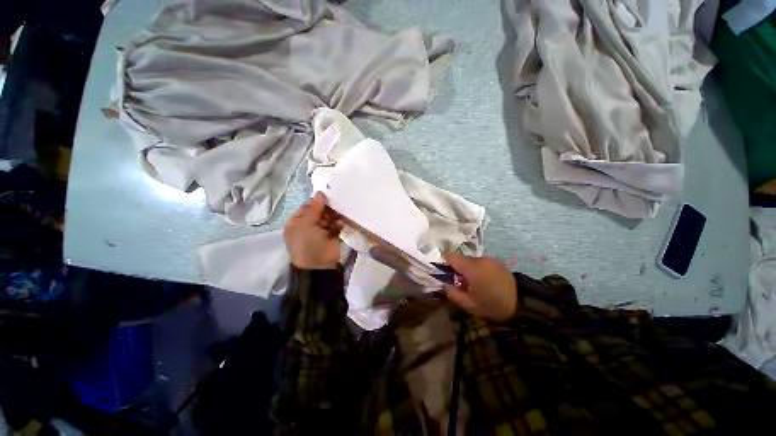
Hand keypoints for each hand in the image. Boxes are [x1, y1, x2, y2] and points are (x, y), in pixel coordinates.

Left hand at [284, 192, 342, 269]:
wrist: (319, 265)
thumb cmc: (307, 243)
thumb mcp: (306, 224)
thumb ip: (314, 208)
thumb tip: (320, 192)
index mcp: (297, 222)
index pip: (307, 207)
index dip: (316, 202)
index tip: (326, 197)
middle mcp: (308, 225)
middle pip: (319, 211)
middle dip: (326, 209)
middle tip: (334, 205)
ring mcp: (321, 231)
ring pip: (329, 217)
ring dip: (333, 216)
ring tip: (337, 216)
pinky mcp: (332, 235)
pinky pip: (336, 225)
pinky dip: (338, 224)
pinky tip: (339, 225)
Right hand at [443, 253, 517, 321]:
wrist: (522, 305)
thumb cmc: (492, 306)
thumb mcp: (469, 305)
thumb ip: (452, 293)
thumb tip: (444, 284)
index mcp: (472, 269)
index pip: (451, 256)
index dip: (444, 262)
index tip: (444, 272)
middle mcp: (480, 259)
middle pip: (461, 258)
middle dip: (457, 267)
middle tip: (459, 281)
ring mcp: (490, 259)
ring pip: (471, 260)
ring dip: (467, 268)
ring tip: (473, 282)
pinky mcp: (496, 261)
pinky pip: (480, 261)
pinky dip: (477, 268)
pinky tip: (483, 280)